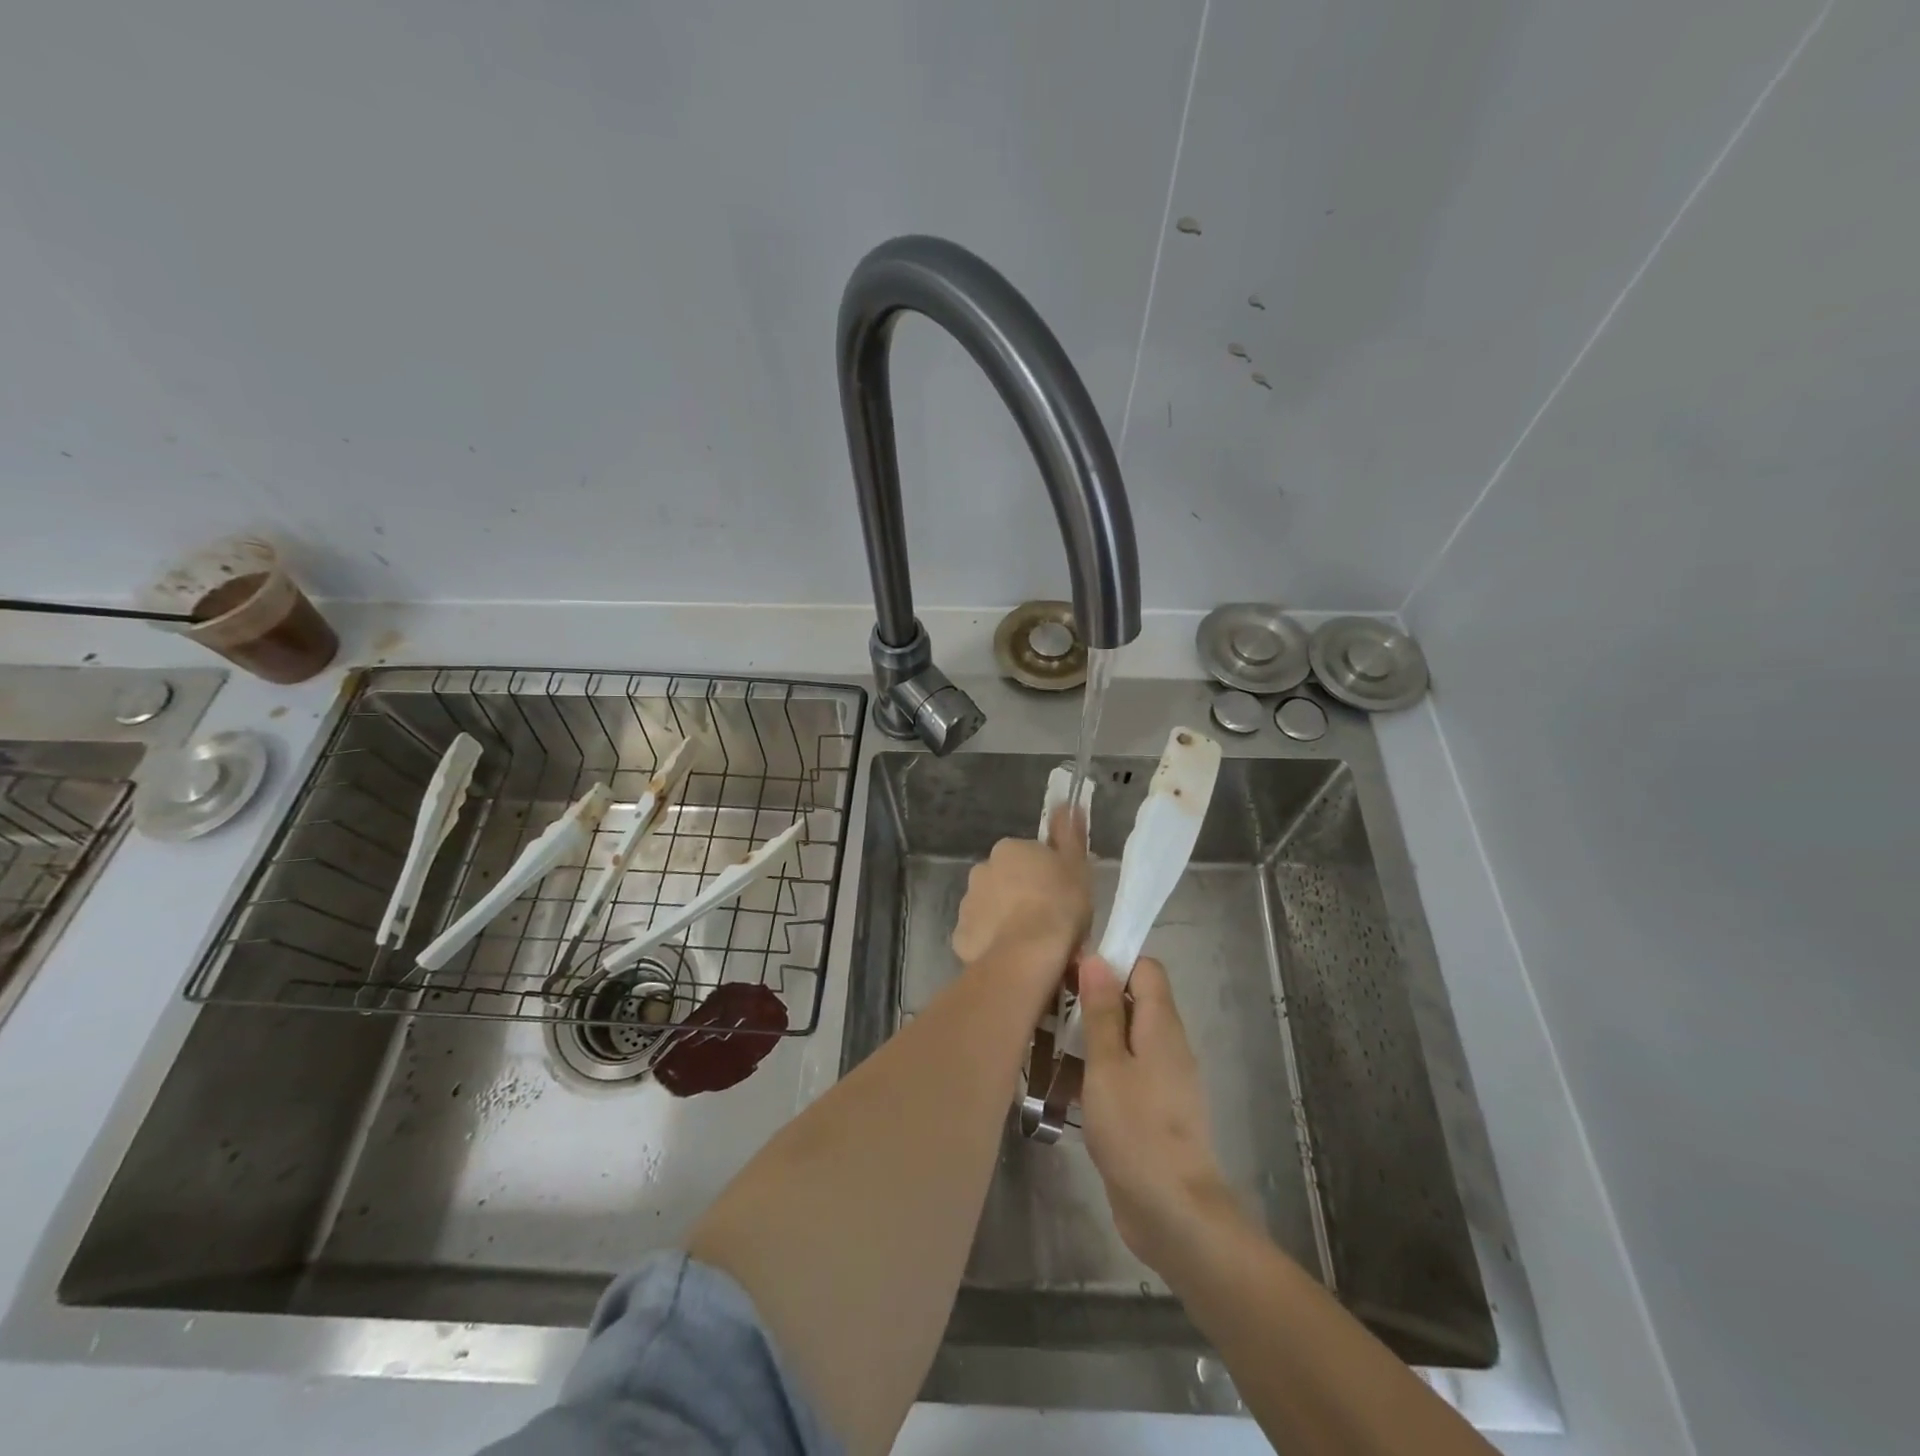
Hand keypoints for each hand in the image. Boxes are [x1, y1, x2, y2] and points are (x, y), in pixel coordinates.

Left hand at [950, 806, 1090, 974]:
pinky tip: (1012, 957)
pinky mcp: (961, 935)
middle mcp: (982, 870)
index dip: (1044, 876)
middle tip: (1046, 920)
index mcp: (1009, 849)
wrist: (1029, 954)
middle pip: (1005, 880)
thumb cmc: (1059, 904)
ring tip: (1031, 944)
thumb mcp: (1077, 865)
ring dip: (1006, 919)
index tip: (1059, 894)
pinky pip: (980, 936)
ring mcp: (967, 903)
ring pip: (991, 908)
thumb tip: (1068, 805)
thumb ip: (1070, 834)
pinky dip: (993, 943)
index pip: (1027, 857)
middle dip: (1020, 895)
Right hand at [1077, 955, 1237, 1272]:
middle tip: (1051, 1011)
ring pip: (1123, 1041)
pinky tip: (1062, 1091)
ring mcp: (1161, 1080)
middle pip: (1131, 1003)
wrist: (1173, 1213)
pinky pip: (1123, 1075)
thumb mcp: (1107, 1064)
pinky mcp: (1151, 1110)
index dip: (1111, 961)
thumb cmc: (1136, 1129)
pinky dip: (1096, 1074)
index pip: (1144, 969)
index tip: (1072, 972)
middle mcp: (1166, 1045)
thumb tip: (1097, 958)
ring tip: (1047, 1050)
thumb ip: (1101, 1011)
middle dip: (1091, 1002)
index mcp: (1161, 1025)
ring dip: (1089, 1041)